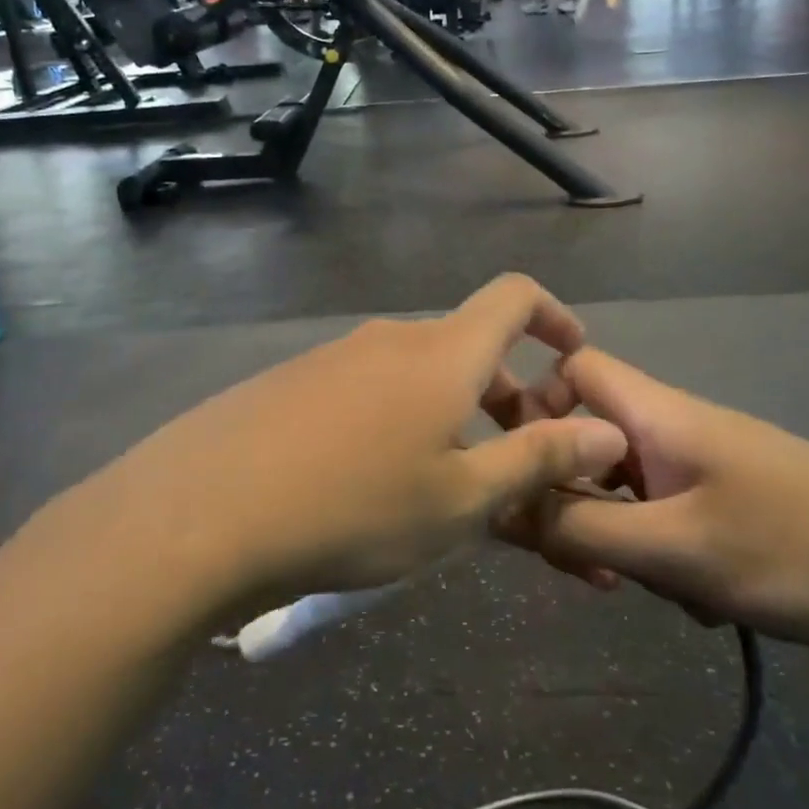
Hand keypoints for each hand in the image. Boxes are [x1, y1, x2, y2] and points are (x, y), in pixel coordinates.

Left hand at [72, 276, 629, 614]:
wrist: (203, 513)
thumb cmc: (354, 509)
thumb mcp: (461, 499)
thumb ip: (539, 459)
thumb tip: (606, 429)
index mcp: (441, 354)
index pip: (513, 296)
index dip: (553, 316)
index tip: (572, 359)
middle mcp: (387, 339)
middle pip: (465, 346)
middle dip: (504, 393)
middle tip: (511, 462)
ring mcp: (331, 356)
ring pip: (413, 372)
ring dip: (447, 412)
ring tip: (442, 484)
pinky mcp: (289, 381)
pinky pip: (364, 388)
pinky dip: (394, 419)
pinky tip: (369, 480)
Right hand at [502, 349, 808, 662]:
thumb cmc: (795, 550)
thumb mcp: (673, 548)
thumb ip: (577, 527)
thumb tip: (499, 506)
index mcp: (657, 414)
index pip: (572, 369)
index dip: (536, 406)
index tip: (524, 472)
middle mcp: (674, 429)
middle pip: (589, 436)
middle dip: (569, 495)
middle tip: (579, 562)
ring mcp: (704, 468)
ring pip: (624, 486)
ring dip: (613, 534)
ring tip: (640, 587)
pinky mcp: (729, 505)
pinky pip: (664, 518)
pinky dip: (659, 554)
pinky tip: (695, 601)